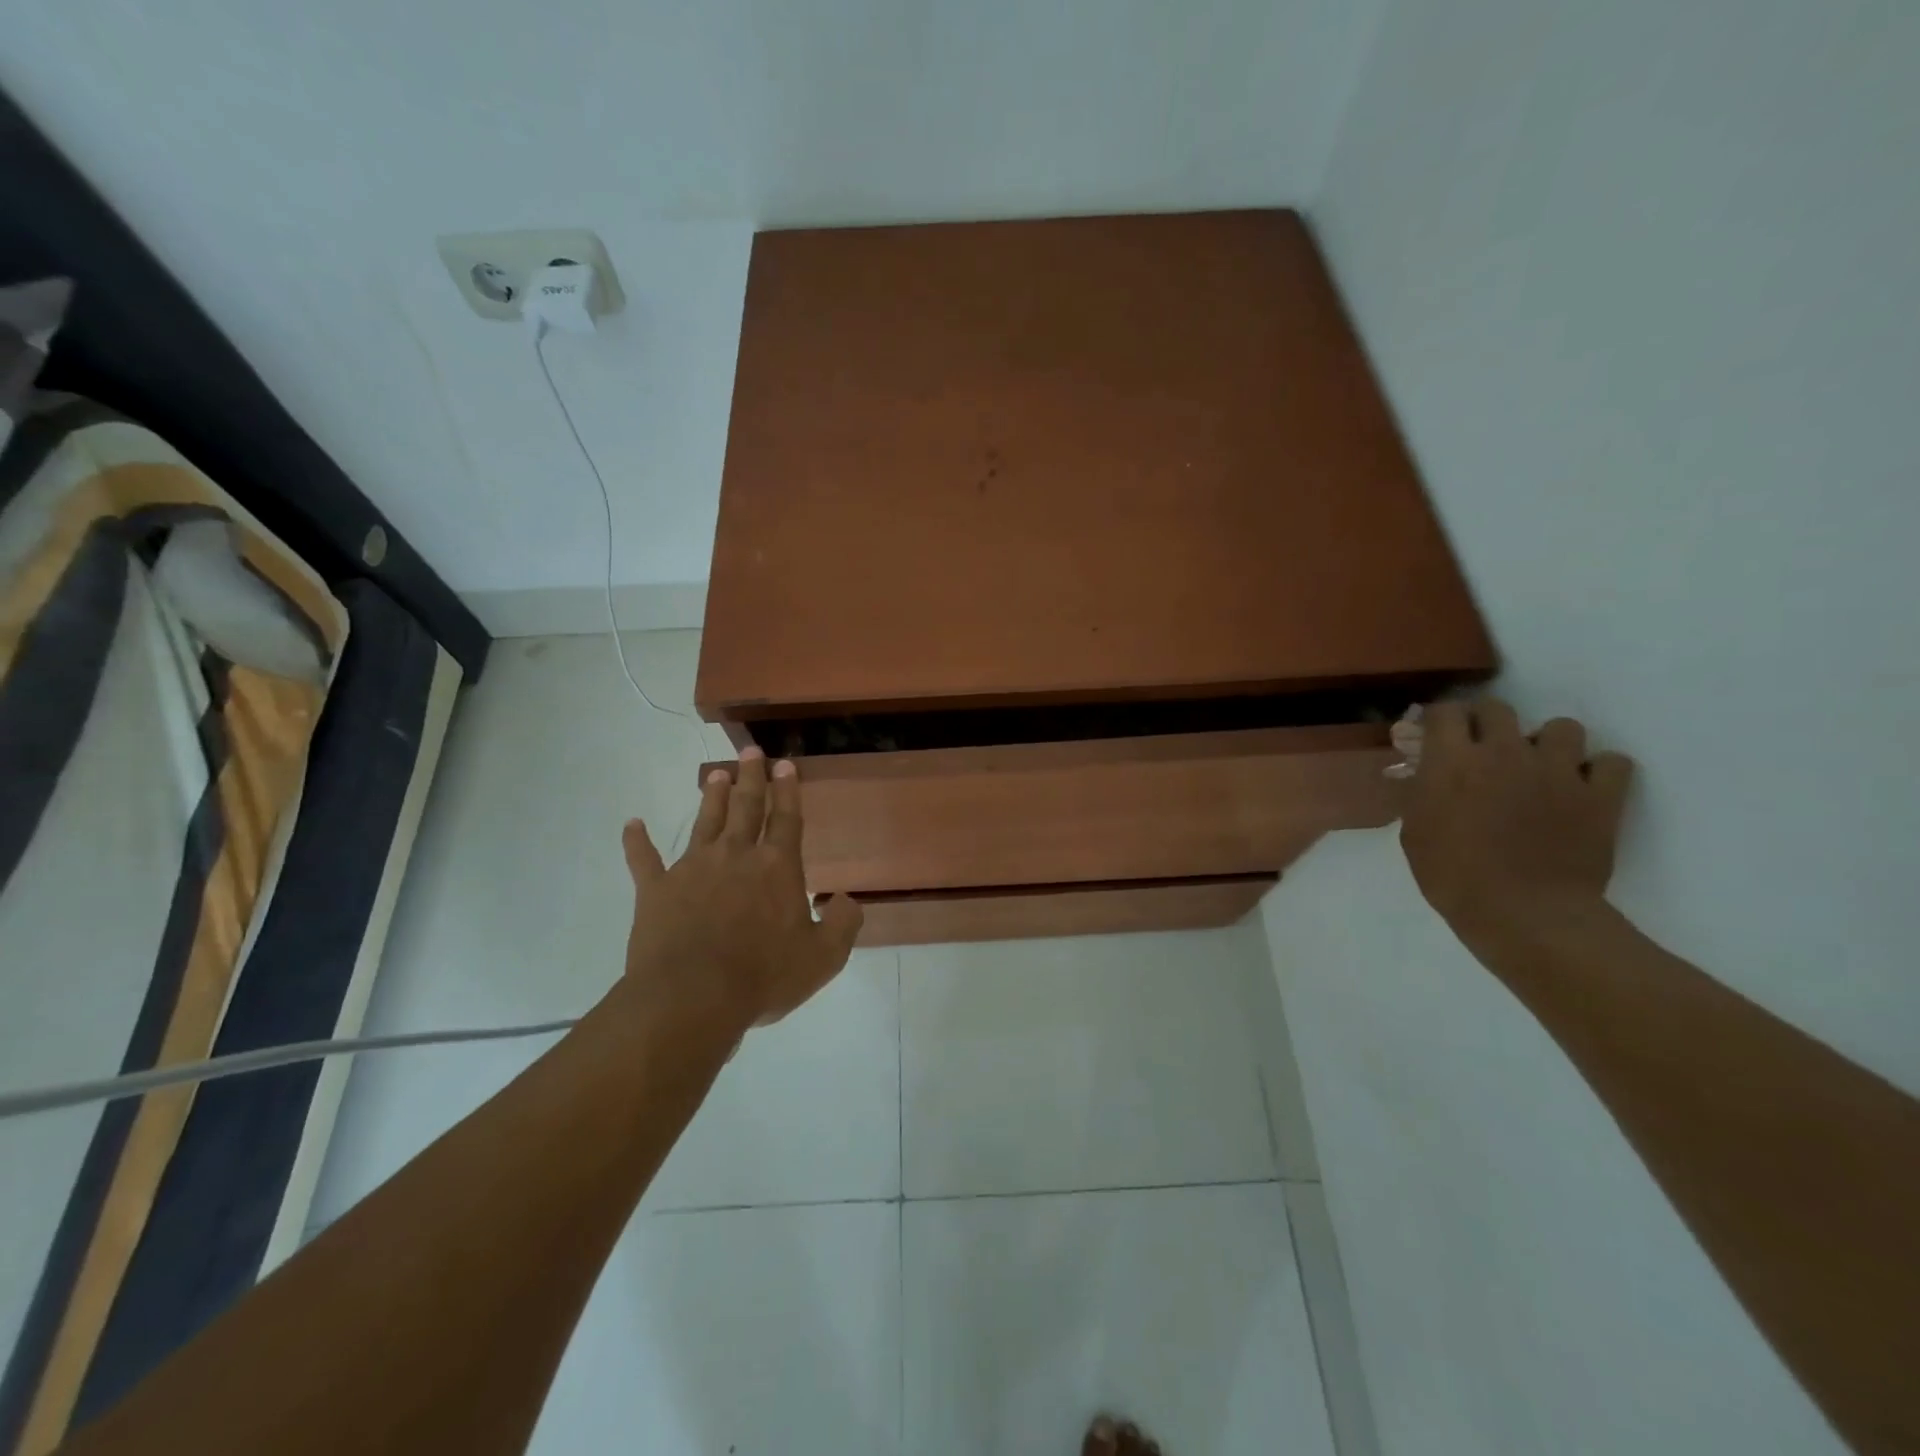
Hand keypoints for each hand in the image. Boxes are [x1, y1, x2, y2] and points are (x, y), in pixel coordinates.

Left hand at [618, 747, 863, 1035]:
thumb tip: (845, 899)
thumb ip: (843, 923)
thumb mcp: (824, 957)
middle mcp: (736, 856)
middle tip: (750, 751)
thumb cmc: (764, 976)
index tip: (784, 764)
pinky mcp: (657, 890)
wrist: (692, 997)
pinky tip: (632, 824)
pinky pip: (644, 860)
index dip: (788, 790)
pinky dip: (637, 841)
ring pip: (705, 822)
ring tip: (714, 774)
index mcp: (777, 867)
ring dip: (711, 797)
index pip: (786, 819)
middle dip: (750, 778)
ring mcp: (693, 869)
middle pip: (746, 808)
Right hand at [1398, 700, 1634, 944]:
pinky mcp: (1600, 795)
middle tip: (1483, 750)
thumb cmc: (1454, 876)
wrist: (1524, 914)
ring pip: (1562, 727)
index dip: (1438, 720)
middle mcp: (1504, 753)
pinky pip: (1612, 762)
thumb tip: (1424, 773)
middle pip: (1498, 707)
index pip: (1444, 712)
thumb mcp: (1414, 832)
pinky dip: (1599, 771)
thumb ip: (1421, 793)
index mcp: (1452, 761)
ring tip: (1541, 768)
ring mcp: (1558, 771)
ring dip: (1548, 742)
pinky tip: (1583, 788)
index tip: (1435, 736)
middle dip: (1487, 723)